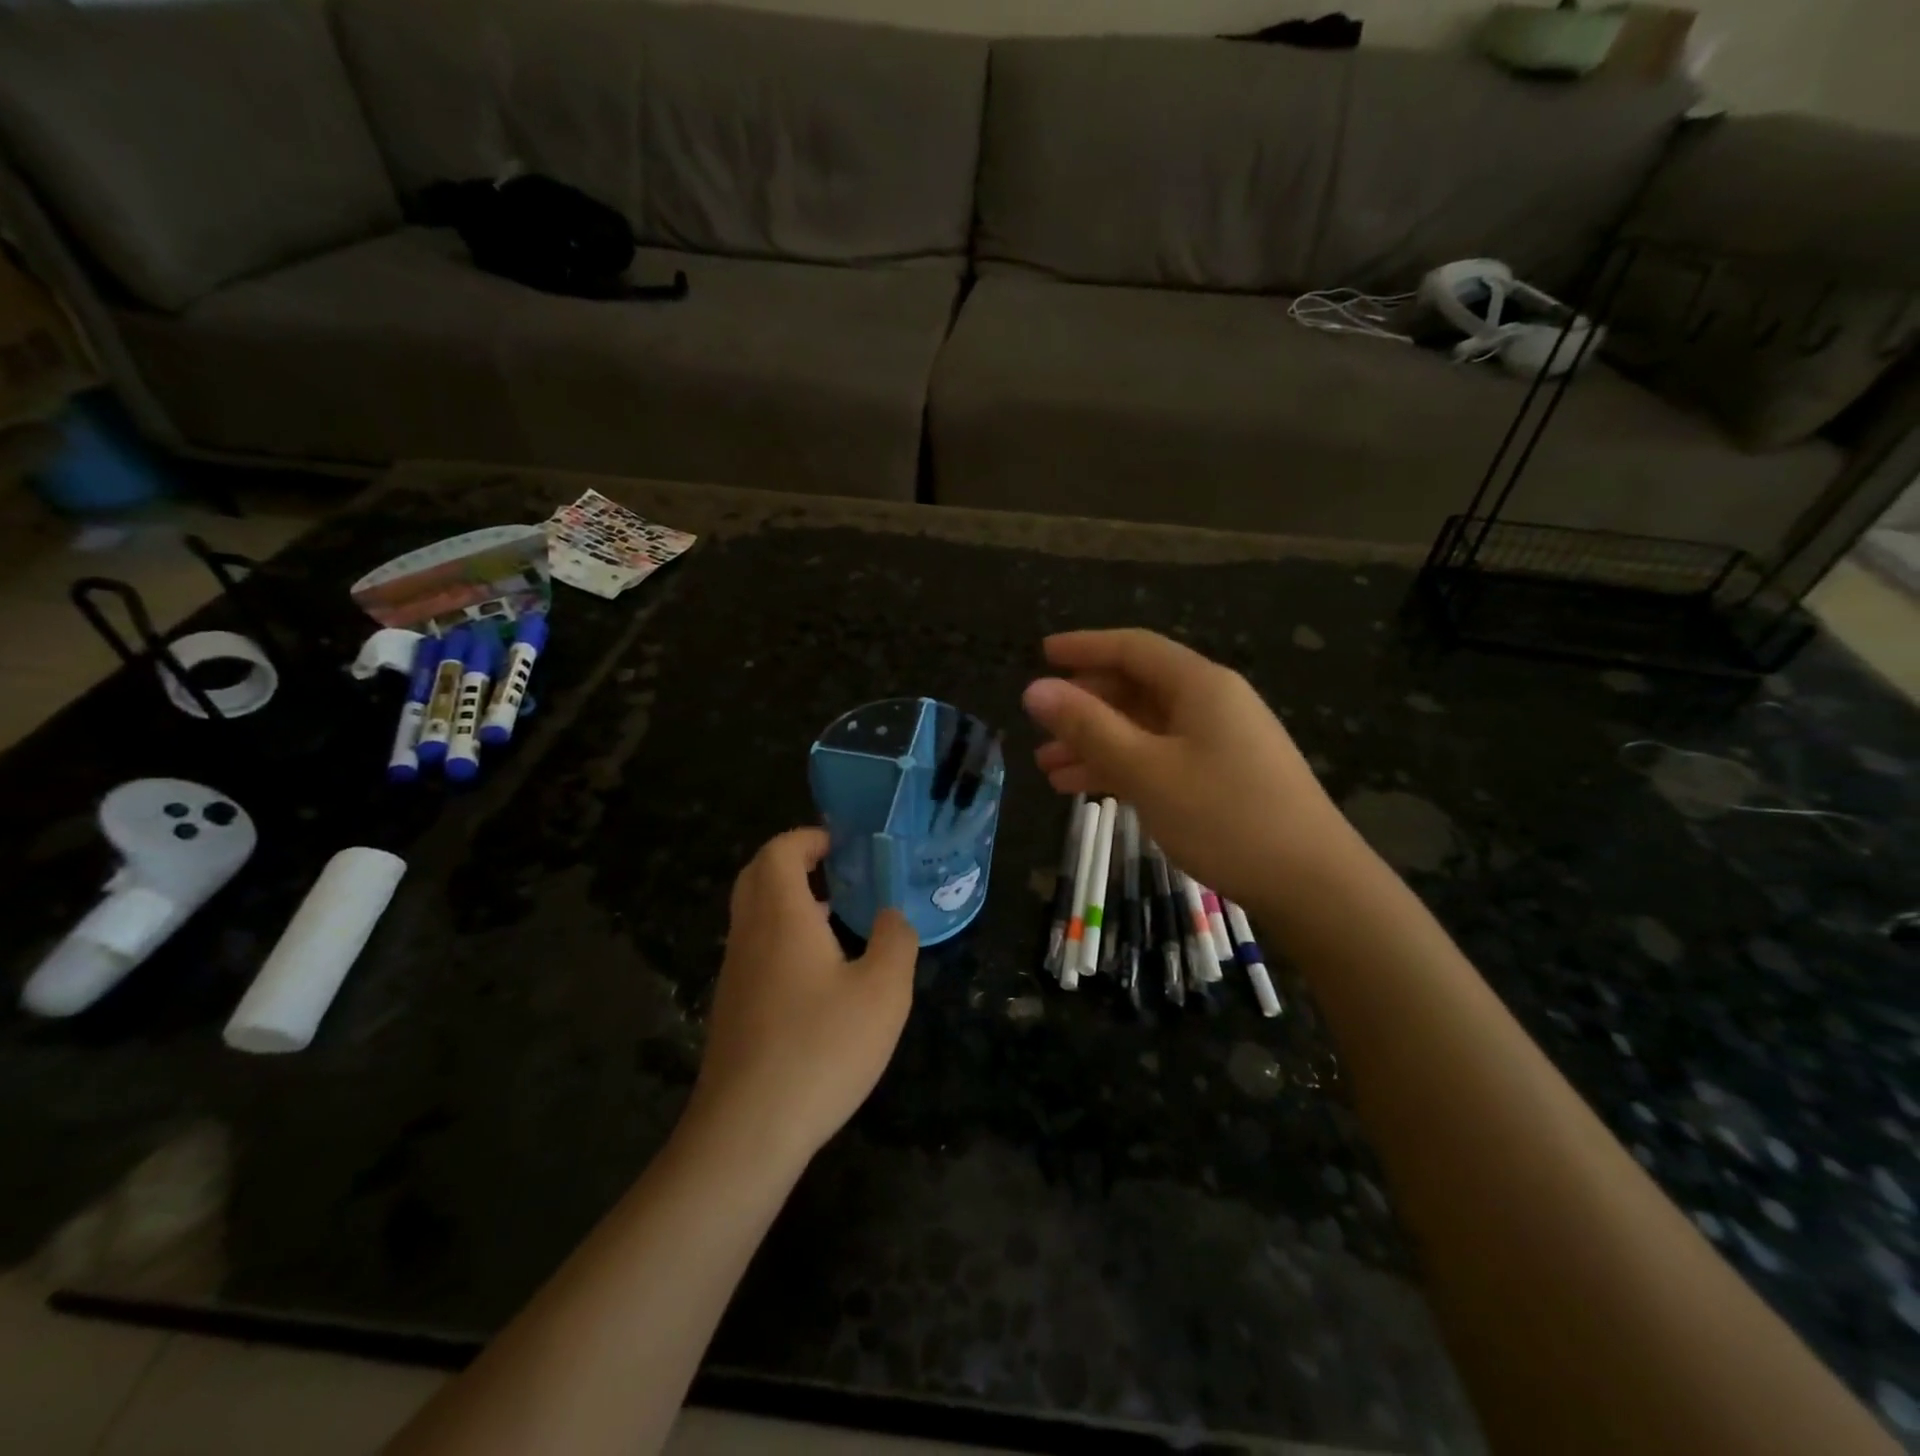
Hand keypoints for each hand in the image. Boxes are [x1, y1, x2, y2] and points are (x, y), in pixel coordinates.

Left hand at [688, 828, 918, 1166]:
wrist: (747, 1131)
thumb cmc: (821, 1048)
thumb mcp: (883, 992)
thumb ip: (895, 942)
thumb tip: (892, 916)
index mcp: (781, 916)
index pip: (779, 851)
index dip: (808, 838)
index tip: (842, 845)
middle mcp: (749, 935)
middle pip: (757, 876)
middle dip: (794, 862)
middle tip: (837, 871)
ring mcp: (735, 974)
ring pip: (753, 915)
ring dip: (788, 901)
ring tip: (837, 917)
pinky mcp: (732, 1009)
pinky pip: (754, 950)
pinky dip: (782, 937)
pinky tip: (818, 974)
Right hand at [1022, 629, 1350, 906]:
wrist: (1312, 884)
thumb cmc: (1225, 816)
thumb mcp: (1146, 770)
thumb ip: (1088, 727)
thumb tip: (1034, 689)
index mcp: (1200, 685)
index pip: (1133, 649)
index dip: (1084, 647)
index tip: (1041, 654)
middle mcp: (1212, 703)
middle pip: (1137, 688)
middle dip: (1084, 705)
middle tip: (1040, 725)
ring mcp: (1220, 742)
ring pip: (1144, 728)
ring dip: (1096, 743)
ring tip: (1048, 767)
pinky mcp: (1223, 777)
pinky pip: (1161, 757)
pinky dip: (1123, 767)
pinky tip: (1087, 789)